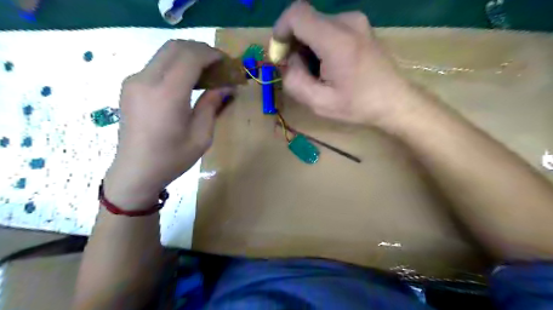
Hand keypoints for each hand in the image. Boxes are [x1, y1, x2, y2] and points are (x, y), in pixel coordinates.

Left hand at [103, 40, 232, 208]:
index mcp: (167, 94)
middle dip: (201, 50)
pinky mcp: (131, 86)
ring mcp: (134, 81)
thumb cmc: (172, 158)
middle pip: (176, 47)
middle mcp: (146, 80)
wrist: (136, 171)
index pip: (190, 57)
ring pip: (165, 53)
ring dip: (188, 56)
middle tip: (218, 65)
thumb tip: (226, 86)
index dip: (212, 55)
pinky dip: (176, 65)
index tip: (227, 63)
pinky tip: (187, 82)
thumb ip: (212, 105)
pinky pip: (157, 65)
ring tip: (206, 72)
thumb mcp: (201, 135)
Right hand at [274, 2, 421, 125]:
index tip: (281, 56)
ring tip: (316, 72)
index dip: (280, 31)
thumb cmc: (358, 105)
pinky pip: (329, 27)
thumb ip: (294, 81)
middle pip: (305, 20)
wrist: (395, 101)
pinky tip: (328, 65)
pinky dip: (319, 43)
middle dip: (293, 44)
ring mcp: (356, 21)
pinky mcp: (360, 25)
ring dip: (307, 46)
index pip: (296, 14)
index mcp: (336, 40)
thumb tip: (288, 61)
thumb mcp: (319, 103)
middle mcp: (347, 21)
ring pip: (316, 24)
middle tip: (298, 71)